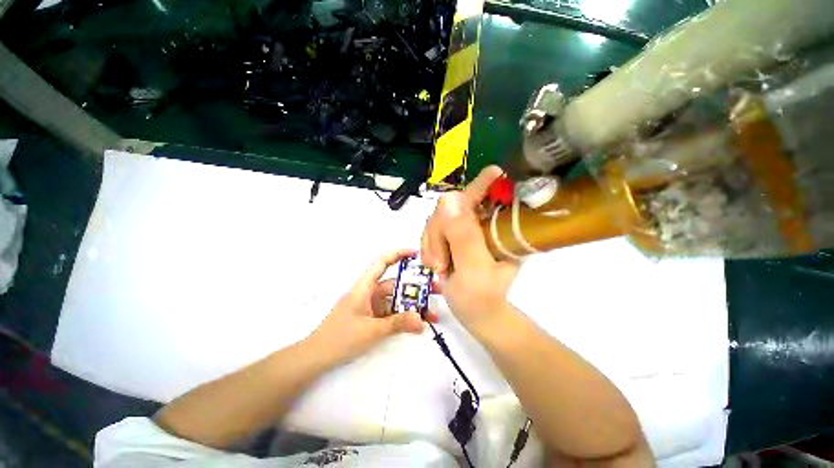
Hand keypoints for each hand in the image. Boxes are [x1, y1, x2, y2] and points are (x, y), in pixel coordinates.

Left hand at [308, 249, 439, 364]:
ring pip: (397, 301)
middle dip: (416, 287)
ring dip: (413, 307)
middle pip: (396, 284)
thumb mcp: (371, 330)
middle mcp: (370, 293)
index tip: (417, 254)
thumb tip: (422, 319)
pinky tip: (419, 325)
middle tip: (438, 289)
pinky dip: (404, 318)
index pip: (382, 262)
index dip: (399, 254)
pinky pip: (393, 314)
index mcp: (365, 287)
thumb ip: (397, 324)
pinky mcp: (373, 319)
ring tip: (434, 314)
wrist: (316, 358)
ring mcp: (372, 306)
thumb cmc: (339, 338)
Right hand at [421, 166, 519, 335]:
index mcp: (496, 232)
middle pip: (451, 209)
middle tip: (439, 263)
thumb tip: (449, 199)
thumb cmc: (480, 298)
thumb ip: (463, 237)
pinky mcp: (451, 237)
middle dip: (439, 234)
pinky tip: (435, 264)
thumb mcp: (474, 270)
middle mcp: (481, 225)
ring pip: (438, 220)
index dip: (485, 184)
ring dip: (432, 244)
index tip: (494, 171)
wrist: (474, 314)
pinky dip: (429, 248)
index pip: (489, 201)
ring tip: (439, 268)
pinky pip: (431, 231)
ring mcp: (464, 230)